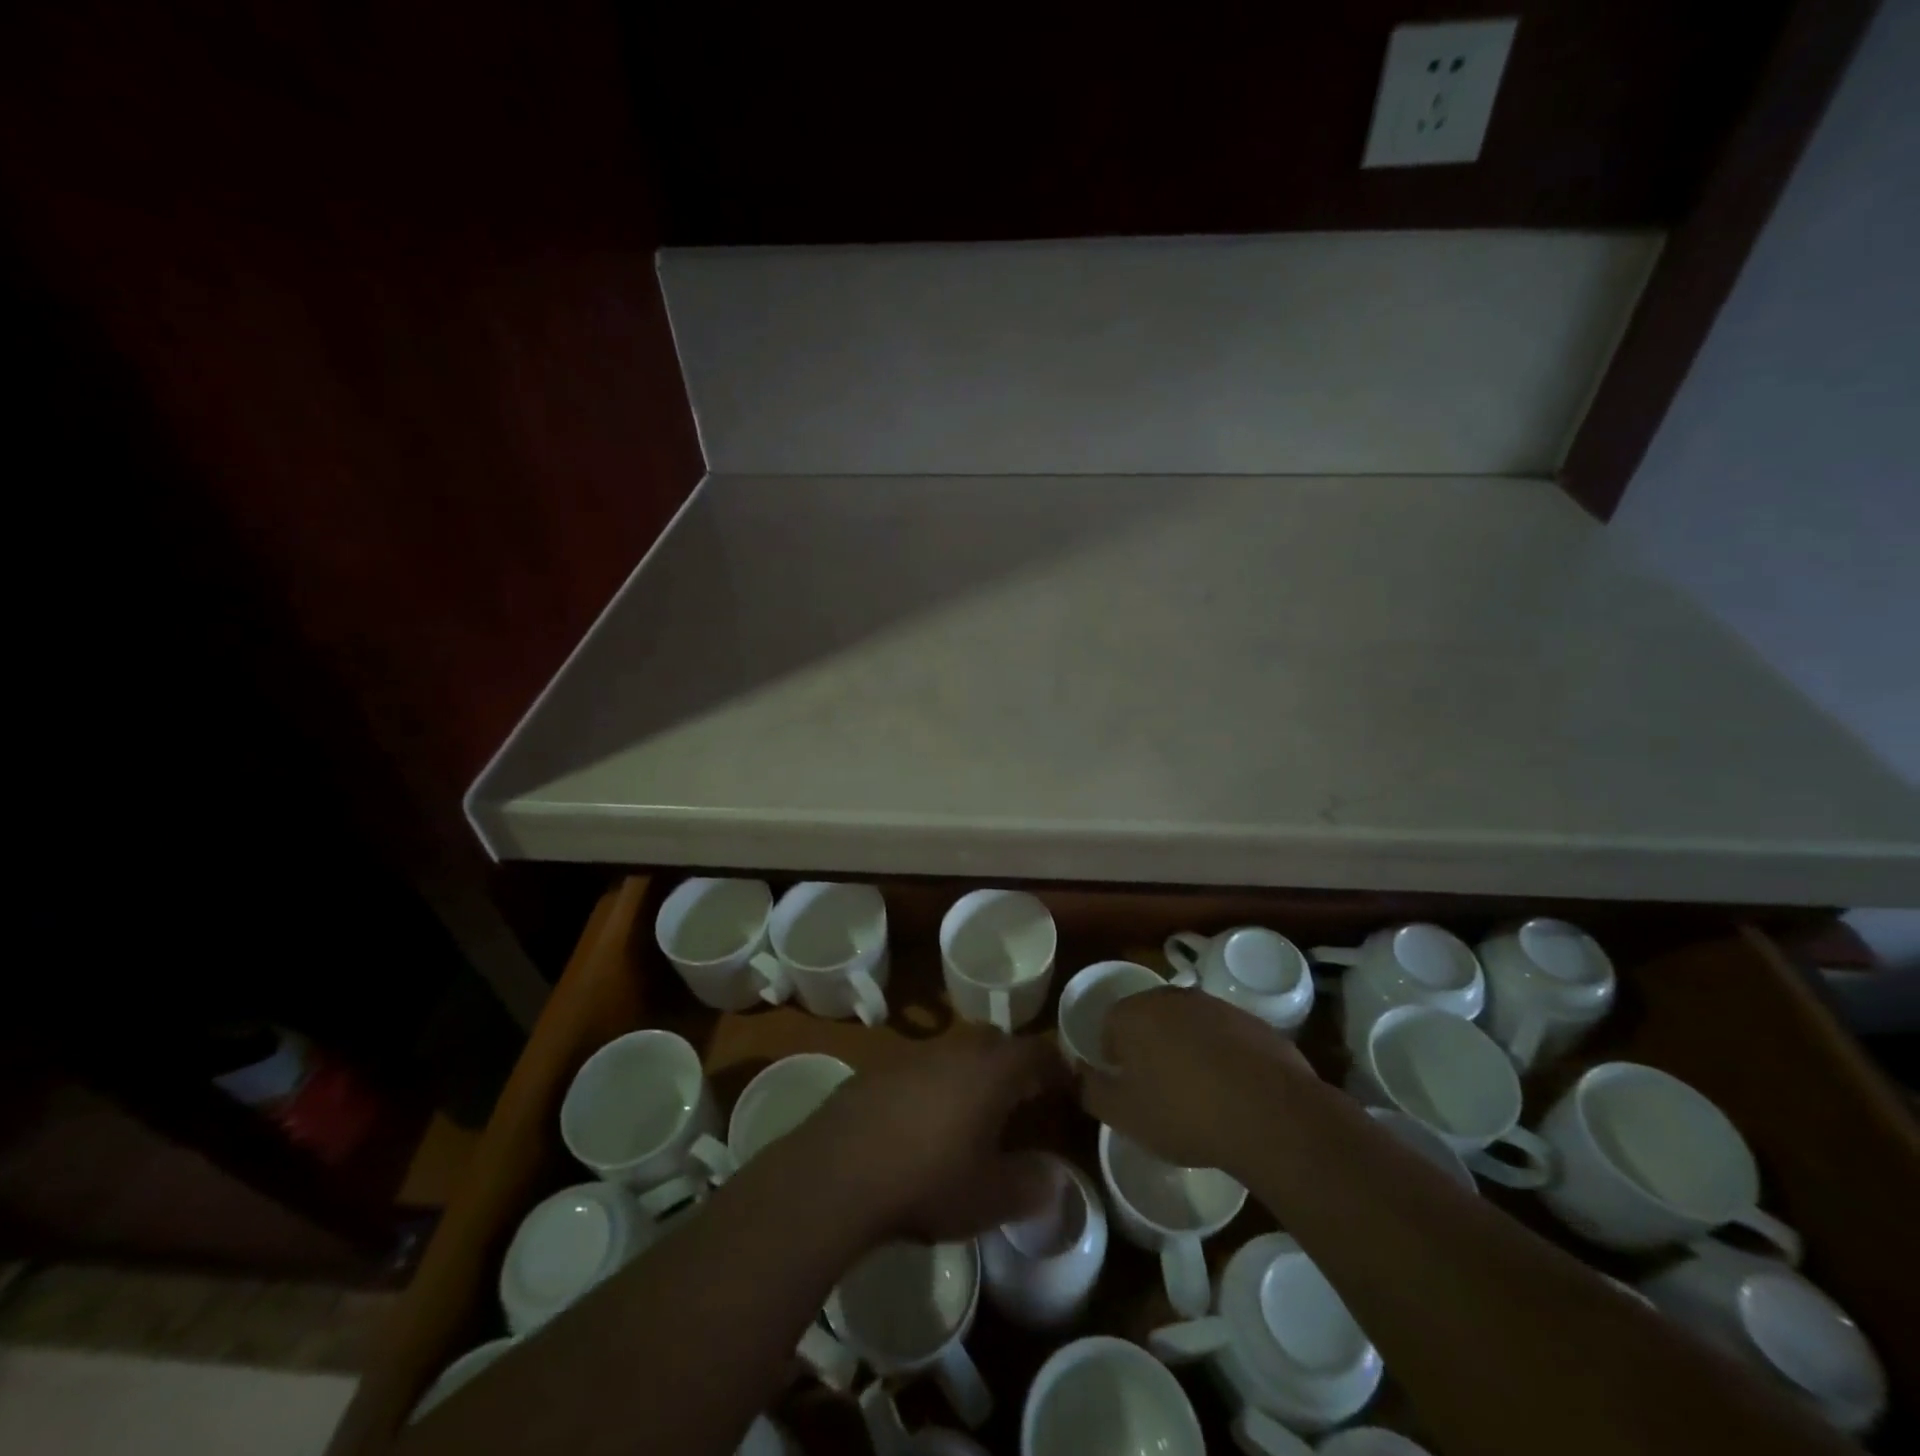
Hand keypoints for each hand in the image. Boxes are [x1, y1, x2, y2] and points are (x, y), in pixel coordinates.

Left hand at [808, 1030, 1067, 1242]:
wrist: (838, 1171)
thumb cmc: (927, 1180)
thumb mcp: (989, 1197)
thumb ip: (1030, 1185)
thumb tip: (1055, 1179)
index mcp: (991, 1070)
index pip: (1036, 1051)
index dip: (1056, 1065)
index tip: (1068, 1084)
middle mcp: (954, 1050)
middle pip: (995, 1041)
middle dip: (1013, 1062)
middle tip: (1023, 1094)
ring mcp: (912, 1056)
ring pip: (955, 1052)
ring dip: (971, 1073)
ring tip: (974, 1111)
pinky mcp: (877, 1071)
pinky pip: (920, 1068)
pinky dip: (934, 1086)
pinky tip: (923, 1123)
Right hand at [1079, 988, 1318, 1172]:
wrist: (1269, 1113)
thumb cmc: (1183, 1112)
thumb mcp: (1123, 1115)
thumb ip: (1092, 1090)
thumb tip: (1079, 1073)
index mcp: (1134, 1013)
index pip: (1109, 1025)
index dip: (1114, 1057)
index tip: (1128, 1087)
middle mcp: (1172, 997)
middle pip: (1149, 1018)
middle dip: (1149, 1047)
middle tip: (1159, 1090)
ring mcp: (1216, 1005)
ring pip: (1188, 1024)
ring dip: (1187, 1049)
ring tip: (1199, 1093)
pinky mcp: (1253, 1022)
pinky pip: (1225, 1036)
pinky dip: (1223, 1056)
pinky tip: (1233, 1091)